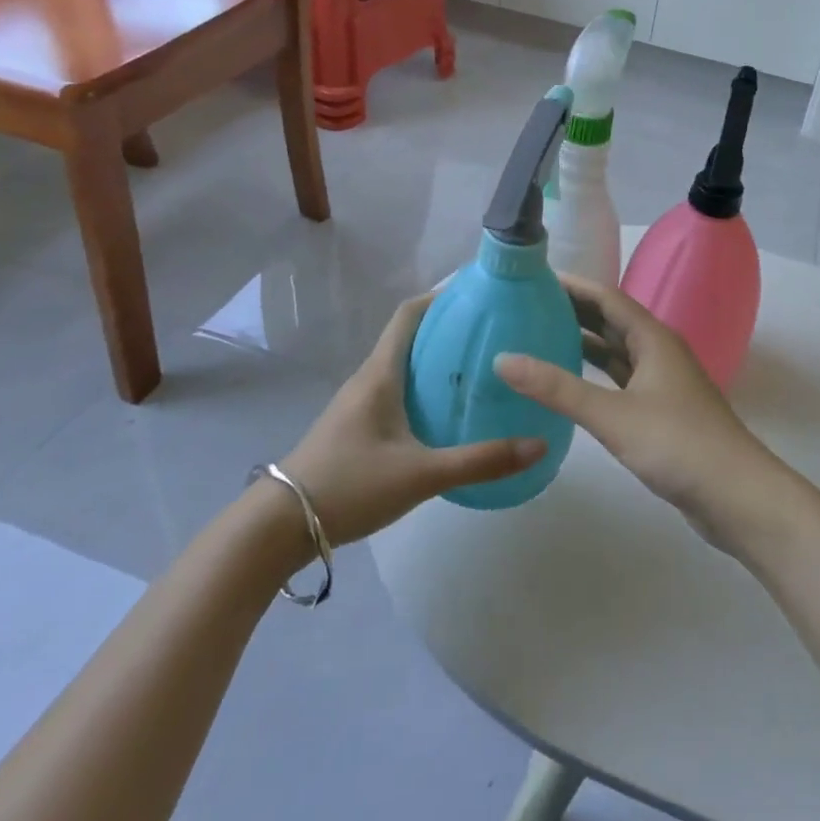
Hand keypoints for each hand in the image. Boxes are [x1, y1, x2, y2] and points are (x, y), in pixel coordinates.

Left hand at [277, 294, 547, 547]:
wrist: (281, 526)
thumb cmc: (350, 485)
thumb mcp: (421, 475)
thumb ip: (480, 461)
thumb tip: (539, 444)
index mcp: (381, 374)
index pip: (409, 314)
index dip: (441, 296)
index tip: (478, 294)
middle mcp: (369, 378)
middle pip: (410, 337)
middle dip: (448, 329)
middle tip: (492, 334)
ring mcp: (358, 403)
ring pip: (403, 366)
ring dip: (436, 361)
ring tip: (478, 369)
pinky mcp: (356, 427)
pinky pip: (396, 391)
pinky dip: (423, 388)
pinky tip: (445, 413)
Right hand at [494, 278, 792, 550]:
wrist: (738, 497)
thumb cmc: (678, 445)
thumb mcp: (613, 415)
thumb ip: (558, 389)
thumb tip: (504, 359)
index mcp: (652, 338)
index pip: (606, 298)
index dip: (572, 285)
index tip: (533, 279)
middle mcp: (658, 352)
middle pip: (611, 321)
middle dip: (573, 312)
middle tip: (526, 308)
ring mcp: (662, 383)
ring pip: (616, 353)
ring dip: (583, 344)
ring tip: (539, 339)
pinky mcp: (661, 412)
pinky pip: (620, 381)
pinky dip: (595, 377)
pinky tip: (570, 386)